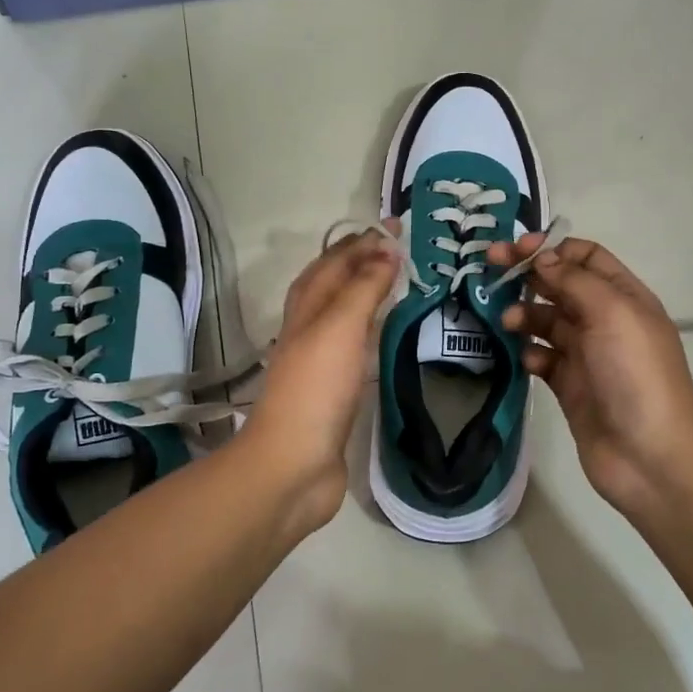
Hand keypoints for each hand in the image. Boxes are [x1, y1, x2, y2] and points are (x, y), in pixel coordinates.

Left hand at [239, 231, 398, 532]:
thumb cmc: (316, 388)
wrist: (293, 464)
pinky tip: (383, 336)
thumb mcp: (340, 326)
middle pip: (332, 284)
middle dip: (361, 261)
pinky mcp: (332, 391)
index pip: (334, 261)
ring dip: (364, 293)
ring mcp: (318, 362)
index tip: (396, 227)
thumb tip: (385, 249)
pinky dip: (367, 330)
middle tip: (399, 250)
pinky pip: (352, 346)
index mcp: (307, 308)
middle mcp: (308, 329)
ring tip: (396, 282)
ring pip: (341, 314)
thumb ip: (363, 287)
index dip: (362, 242)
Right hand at [489, 236, 692, 516]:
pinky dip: (529, 354)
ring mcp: (586, 355)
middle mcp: (605, 321)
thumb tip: (541, 257)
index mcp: (624, 297)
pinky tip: (525, 361)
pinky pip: (541, 358)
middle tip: (489, 271)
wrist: (649, 456)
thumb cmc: (635, 375)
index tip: (516, 250)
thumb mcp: (611, 314)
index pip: (585, 257)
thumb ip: (574, 280)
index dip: (551, 248)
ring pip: (546, 321)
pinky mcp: (569, 386)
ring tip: (507, 323)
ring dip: (524, 315)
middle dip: (527, 276)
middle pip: (560, 285)